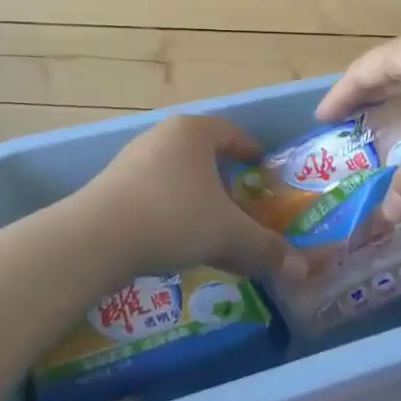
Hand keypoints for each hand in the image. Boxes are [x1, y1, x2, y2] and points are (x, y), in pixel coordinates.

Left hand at [78, 116, 309, 282]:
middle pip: (204, 156)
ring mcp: (133, 161)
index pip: (231, 133)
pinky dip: (174, 214)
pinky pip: (155, 196)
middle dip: (226, 182)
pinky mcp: (113, 188)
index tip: (264, 168)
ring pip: (179, 179)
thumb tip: (302, 268)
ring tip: (213, 229)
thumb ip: (265, 248)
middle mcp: (163, 137)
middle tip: (244, 205)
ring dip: (199, 202)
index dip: (251, 151)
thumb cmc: (174, 217)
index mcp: (194, 132)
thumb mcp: (228, 233)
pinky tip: (179, 243)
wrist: (97, 238)